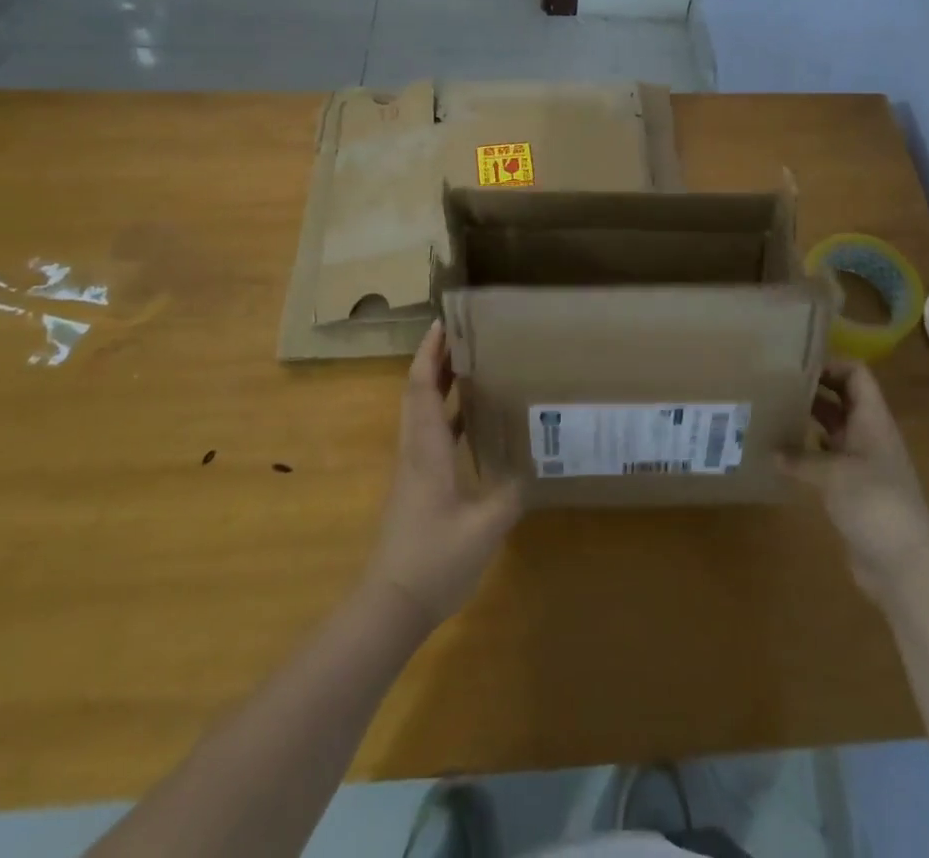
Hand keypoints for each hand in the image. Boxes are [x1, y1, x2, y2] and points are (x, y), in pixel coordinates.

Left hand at [365, 321, 521, 627]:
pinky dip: (447, 415)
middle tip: (464, 334)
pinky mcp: (418, 486)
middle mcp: (416, 451)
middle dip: (437, 360)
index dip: (430, 354)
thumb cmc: (435, 559)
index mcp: (427, 450)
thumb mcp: (485, 526)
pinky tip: (472, 421)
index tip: (443, 323)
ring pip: (422, 413)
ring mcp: (414, 470)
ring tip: (471, 364)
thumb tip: (536, 463)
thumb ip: (511, 491)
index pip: (423, 388)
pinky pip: (430, 435)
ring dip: (440, 385)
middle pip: (419, 393)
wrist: (391, 605)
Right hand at [783, 361, 928, 603]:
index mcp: (872, 420)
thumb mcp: (833, 473)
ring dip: (807, 420)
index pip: (856, 375)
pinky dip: (807, 453)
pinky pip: (827, 459)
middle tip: (774, 385)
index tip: (795, 365)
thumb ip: (801, 457)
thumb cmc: (874, 503)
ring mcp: (862, 464)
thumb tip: (773, 451)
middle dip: (812, 389)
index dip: (830, 364)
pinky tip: (782, 455)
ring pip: (833, 429)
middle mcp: (868, 435)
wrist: (904, 564)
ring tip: (772, 413)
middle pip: (842, 399)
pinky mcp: (853, 490)